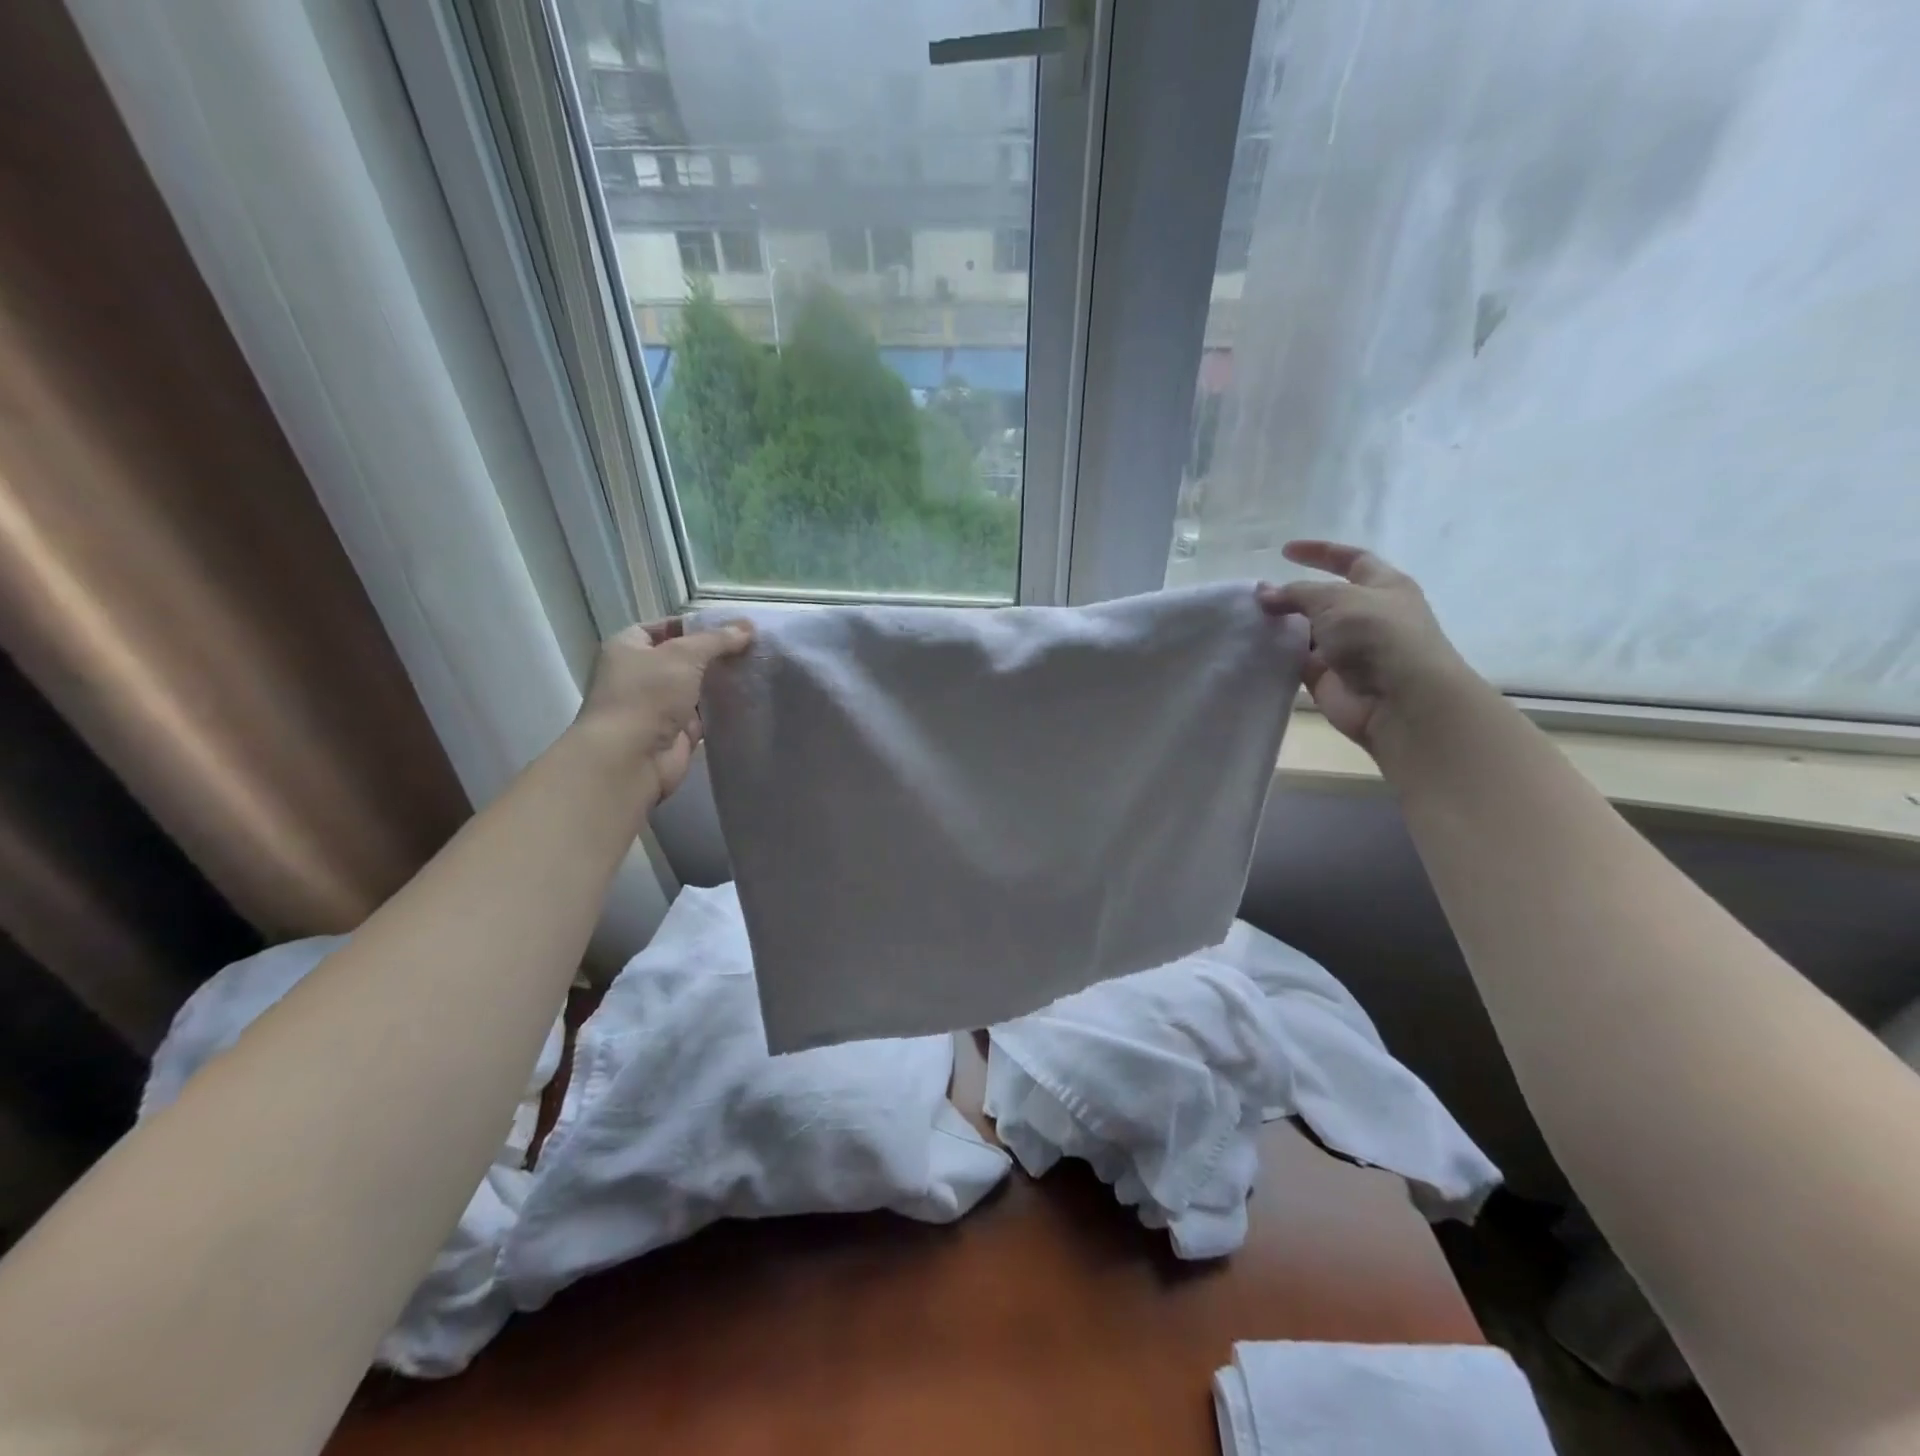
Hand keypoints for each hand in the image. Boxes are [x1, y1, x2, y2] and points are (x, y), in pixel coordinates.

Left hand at [576, 617, 752, 802]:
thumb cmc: (647, 695)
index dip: (696, 625)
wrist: (631, 758)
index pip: (665, 627)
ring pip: (697, 687)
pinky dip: (725, 708)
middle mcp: (641, 675)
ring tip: (760, 669)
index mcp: (629, 648)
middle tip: (754, 647)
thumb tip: (747, 626)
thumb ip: (717, 640)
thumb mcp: (684, 655)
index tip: (732, 627)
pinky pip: (706, 715)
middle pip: (684, 658)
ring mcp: (659, 706)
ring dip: (722, 682)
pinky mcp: (677, 732)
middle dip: (715, 654)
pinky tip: (752, 698)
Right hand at [1257, 541, 1482, 752]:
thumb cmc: (1376, 634)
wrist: (1398, 699)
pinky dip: (1279, 656)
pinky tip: (1254, 648)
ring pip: (1308, 632)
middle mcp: (1367, 616)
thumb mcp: (1335, 599)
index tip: (1285, 551)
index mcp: (1383, 587)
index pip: (1351, 560)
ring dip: (1283, 627)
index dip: (1320, 553)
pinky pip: (1298, 662)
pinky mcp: (1329, 678)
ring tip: (1248, 620)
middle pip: (1325, 599)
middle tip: (1259, 595)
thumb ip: (1296, 593)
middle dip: (1294, 596)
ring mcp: (1348, 650)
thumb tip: (1264, 593)